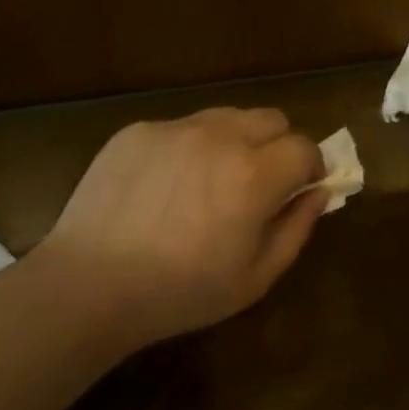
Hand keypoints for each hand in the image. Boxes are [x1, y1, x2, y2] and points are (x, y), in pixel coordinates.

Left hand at [37, 108, 328, 347]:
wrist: (89, 285)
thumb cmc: (180, 292)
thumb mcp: (255, 278)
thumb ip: (297, 228)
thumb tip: (319, 193)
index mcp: (254, 174)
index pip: (305, 147)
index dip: (310, 168)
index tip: (300, 190)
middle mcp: (218, 137)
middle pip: (271, 119)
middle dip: (278, 146)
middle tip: (259, 184)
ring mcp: (174, 128)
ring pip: (226, 117)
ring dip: (235, 141)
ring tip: (209, 182)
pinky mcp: (138, 131)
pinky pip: (181, 127)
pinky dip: (189, 148)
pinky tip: (164, 187)